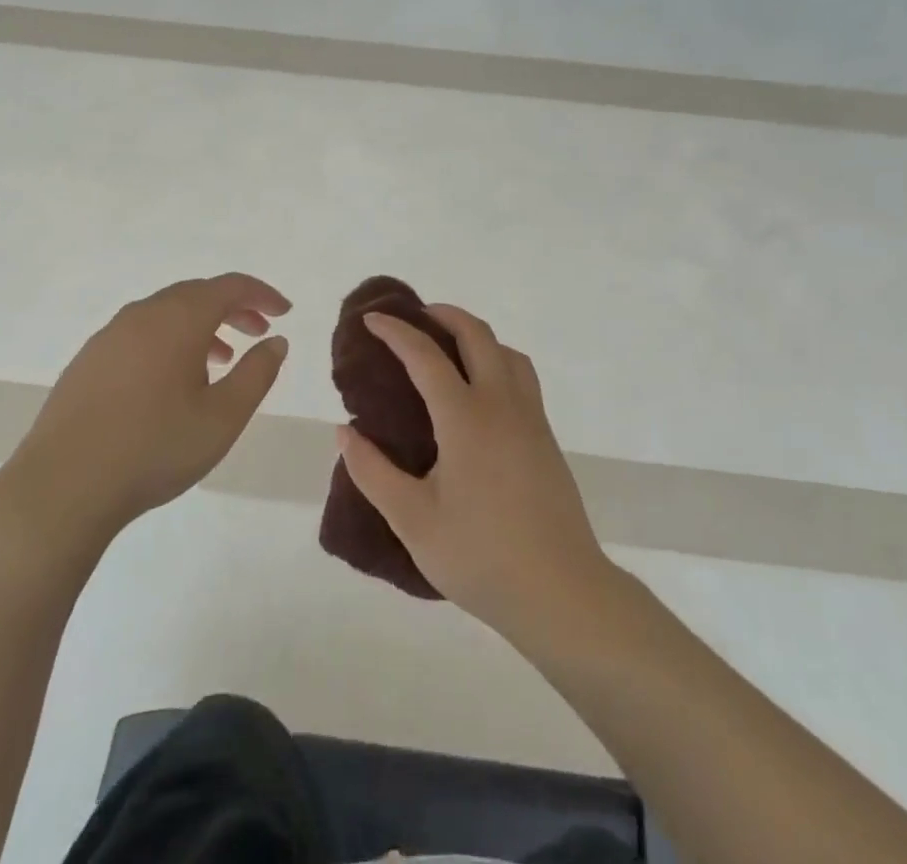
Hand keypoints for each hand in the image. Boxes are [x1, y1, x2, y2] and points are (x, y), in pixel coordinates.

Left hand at [0, 273, 290, 542]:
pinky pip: (141, 333)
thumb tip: (275, 342)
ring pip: (166, 313)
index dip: (262, 294)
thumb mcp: (223, 417)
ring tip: (221, 360)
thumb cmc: (154, 448)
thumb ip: (257, 373)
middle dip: (233, 308)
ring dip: (201, 326)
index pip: (229, 286)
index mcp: (179, 319)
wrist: (62, 487)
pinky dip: (169, 340)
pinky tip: (172, 381)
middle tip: (259, 332)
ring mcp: (110, 335)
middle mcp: (143, 314)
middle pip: (196, 294)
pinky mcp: (88, 360)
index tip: (285, 312)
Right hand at [336, 305, 609, 641]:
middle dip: (444, 315)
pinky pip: (521, 376)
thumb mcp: (413, 521)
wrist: (562, 592)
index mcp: (466, 418)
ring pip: (507, 352)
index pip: (425, 356)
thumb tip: (344, 433)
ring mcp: (531, 418)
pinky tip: (481, 393)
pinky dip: (497, 360)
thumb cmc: (481, 557)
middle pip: (476, 335)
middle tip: (415, 317)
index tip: (371, 320)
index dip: (396, 332)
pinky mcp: (546, 437)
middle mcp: (502, 404)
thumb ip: (373, 473)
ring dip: (476, 335)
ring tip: (449, 348)